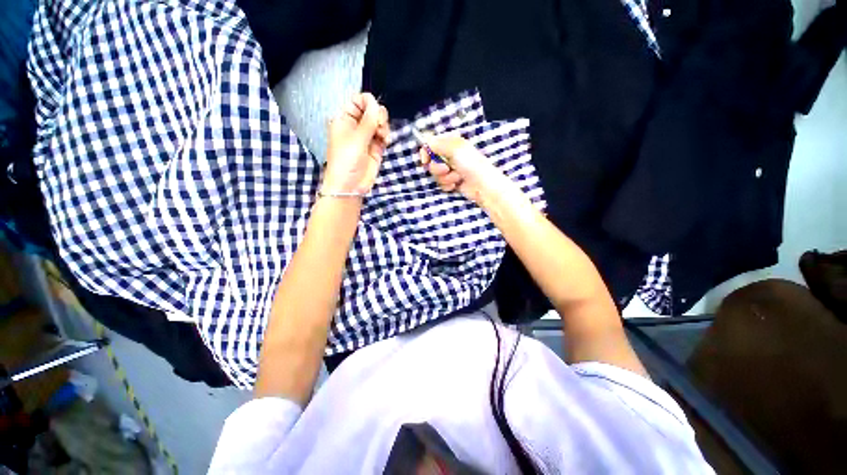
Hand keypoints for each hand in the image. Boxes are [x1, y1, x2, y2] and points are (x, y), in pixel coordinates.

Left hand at [323, 93, 389, 194]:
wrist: (350, 186)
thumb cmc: (346, 160)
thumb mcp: (356, 138)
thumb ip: (369, 120)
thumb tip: (377, 104)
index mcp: (344, 119)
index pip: (358, 100)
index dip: (368, 102)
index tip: (374, 112)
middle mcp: (356, 126)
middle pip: (372, 110)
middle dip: (378, 115)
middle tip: (379, 125)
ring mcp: (367, 137)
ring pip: (380, 122)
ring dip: (383, 126)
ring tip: (382, 136)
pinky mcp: (376, 148)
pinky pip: (383, 135)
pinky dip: (386, 136)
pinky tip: (385, 141)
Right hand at [418, 133, 506, 204]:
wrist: (482, 185)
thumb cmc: (471, 164)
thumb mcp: (455, 149)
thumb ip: (437, 144)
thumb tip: (425, 142)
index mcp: (450, 144)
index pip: (430, 145)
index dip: (426, 153)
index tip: (426, 160)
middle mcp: (449, 155)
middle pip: (431, 162)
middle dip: (437, 168)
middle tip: (447, 169)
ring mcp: (450, 170)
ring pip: (436, 175)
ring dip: (445, 178)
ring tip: (457, 178)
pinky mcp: (451, 182)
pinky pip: (441, 184)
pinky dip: (447, 185)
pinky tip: (456, 185)